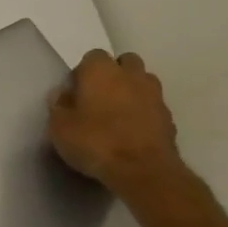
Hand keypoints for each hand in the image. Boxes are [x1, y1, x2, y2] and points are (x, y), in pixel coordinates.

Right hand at [47, 50, 184, 196]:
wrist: (142, 170)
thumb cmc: (94, 142)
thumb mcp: (59, 127)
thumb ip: (59, 106)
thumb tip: (62, 95)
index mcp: (101, 71)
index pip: (92, 56)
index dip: (82, 73)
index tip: (75, 92)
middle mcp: (130, 75)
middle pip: (124, 62)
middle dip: (113, 74)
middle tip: (98, 98)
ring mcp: (154, 95)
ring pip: (142, 81)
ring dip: (131, 90)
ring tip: (117, 114)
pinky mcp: (168, 117)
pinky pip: (152, 105)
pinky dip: (144, 112)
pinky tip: (131, 131)